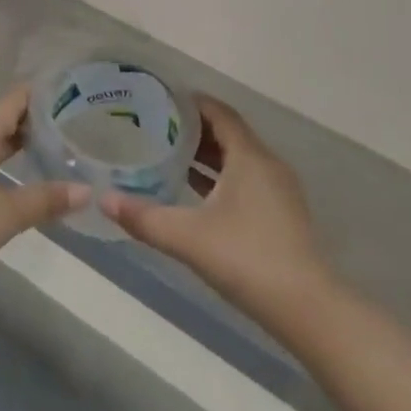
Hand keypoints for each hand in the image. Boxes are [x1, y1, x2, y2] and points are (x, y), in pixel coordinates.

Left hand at [0, 90, 89, 289]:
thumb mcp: (6, 215)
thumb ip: (45, 200)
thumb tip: (86, 191)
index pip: (14, 101)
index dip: (40, 96)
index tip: (68, 95)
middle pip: (0, 118)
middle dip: (31, 122)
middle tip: (67, 127)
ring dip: (12, 142)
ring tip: (44, 150)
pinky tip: (9, 176)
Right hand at [102, 96, 329, 319]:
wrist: (308, 310)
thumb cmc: (247, 259)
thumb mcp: (187, 237)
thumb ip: (144, 217)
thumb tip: (103, 200)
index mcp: (249, 157)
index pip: (220, 112)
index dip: (192, 102)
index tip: (160, 100)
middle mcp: (267, 165)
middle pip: (228, 133)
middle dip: (193, 128)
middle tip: (155, 126)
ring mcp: (278, 192)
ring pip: (237, 159)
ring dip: (206, 155)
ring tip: (169, 155)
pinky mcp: (281, 215)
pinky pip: (245, 181)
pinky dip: (220, 178)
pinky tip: (195, 194)